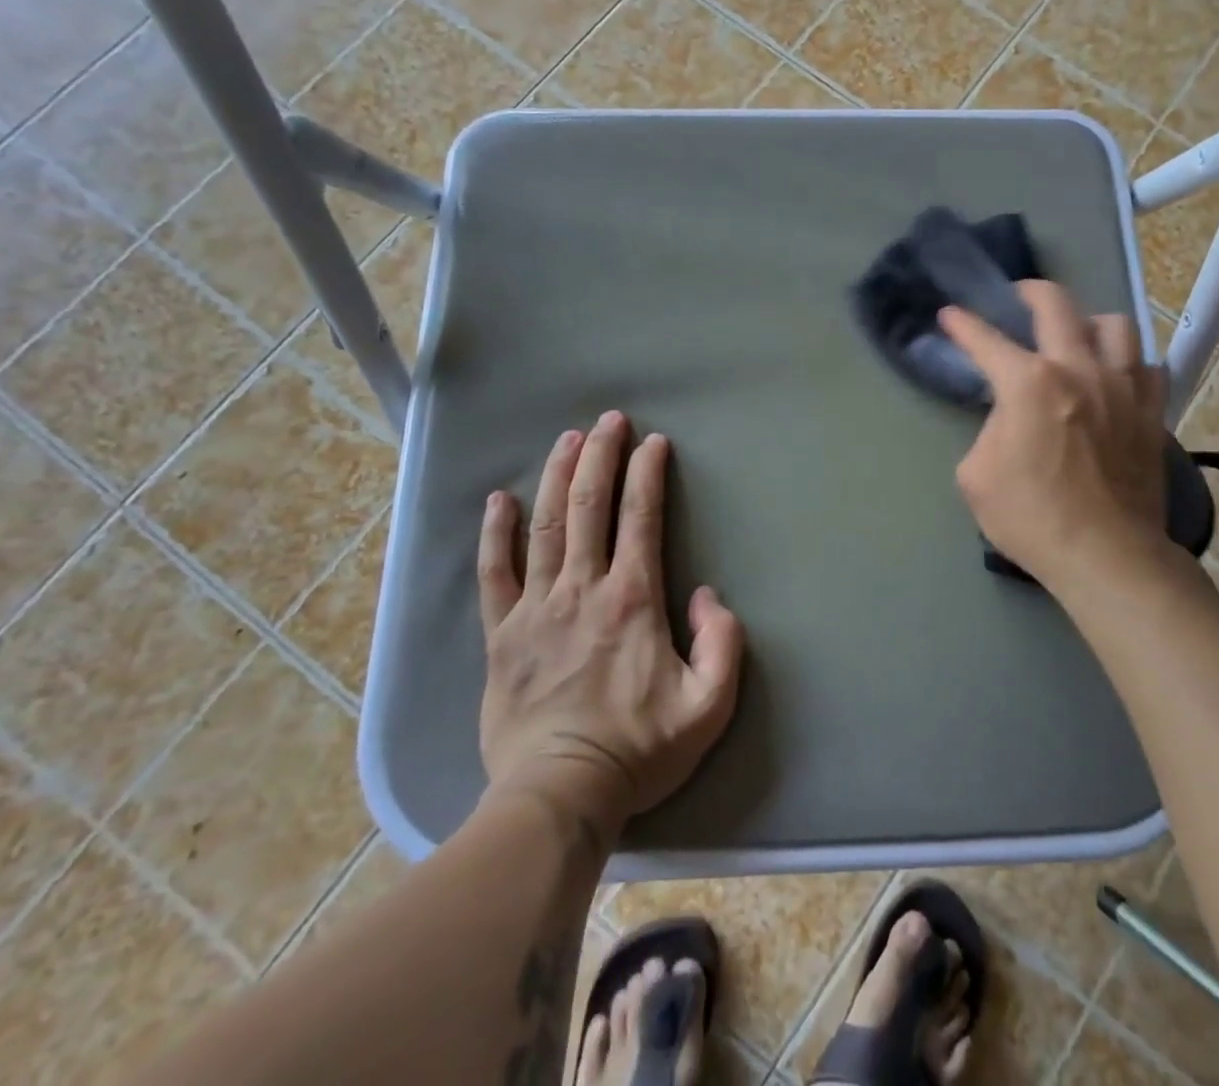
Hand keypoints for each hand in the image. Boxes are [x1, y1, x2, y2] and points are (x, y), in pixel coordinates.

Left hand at [475, 411, 744, 842]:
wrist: (558, 797)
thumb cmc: (638, 750)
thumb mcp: (710, 705)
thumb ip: (724, 642)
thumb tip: (705, 594)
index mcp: (632, 599)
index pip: (640, 517)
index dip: (647, 473)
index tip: (653, 443)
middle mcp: (582, 589)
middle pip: (590, 507)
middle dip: (601, 456)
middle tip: (609, 421)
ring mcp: (536, 609)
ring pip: (545, 526)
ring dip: (558, 477)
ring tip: (567, 439)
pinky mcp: (501, 635)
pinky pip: (494, 574)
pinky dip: (496, 534)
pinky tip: (500, 500)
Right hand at [940, 281, 1184, 596]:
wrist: (1105, 556)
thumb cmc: (1031, 517)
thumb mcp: (977, 475)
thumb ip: (988, 431)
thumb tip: (1008, 419)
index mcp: (1028, 383)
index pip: (985, 340)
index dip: (962, 324)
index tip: (950, 314)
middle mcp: (1079, 369)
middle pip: (1057, 305)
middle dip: (1029, 291)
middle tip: (1017, 298)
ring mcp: (1122, 388)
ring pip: (1115, 325)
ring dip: (1088, 321)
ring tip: (1076, 335)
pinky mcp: (1151, 413)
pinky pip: (1147, 368)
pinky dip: (1128, 363)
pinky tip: (1116, 376)